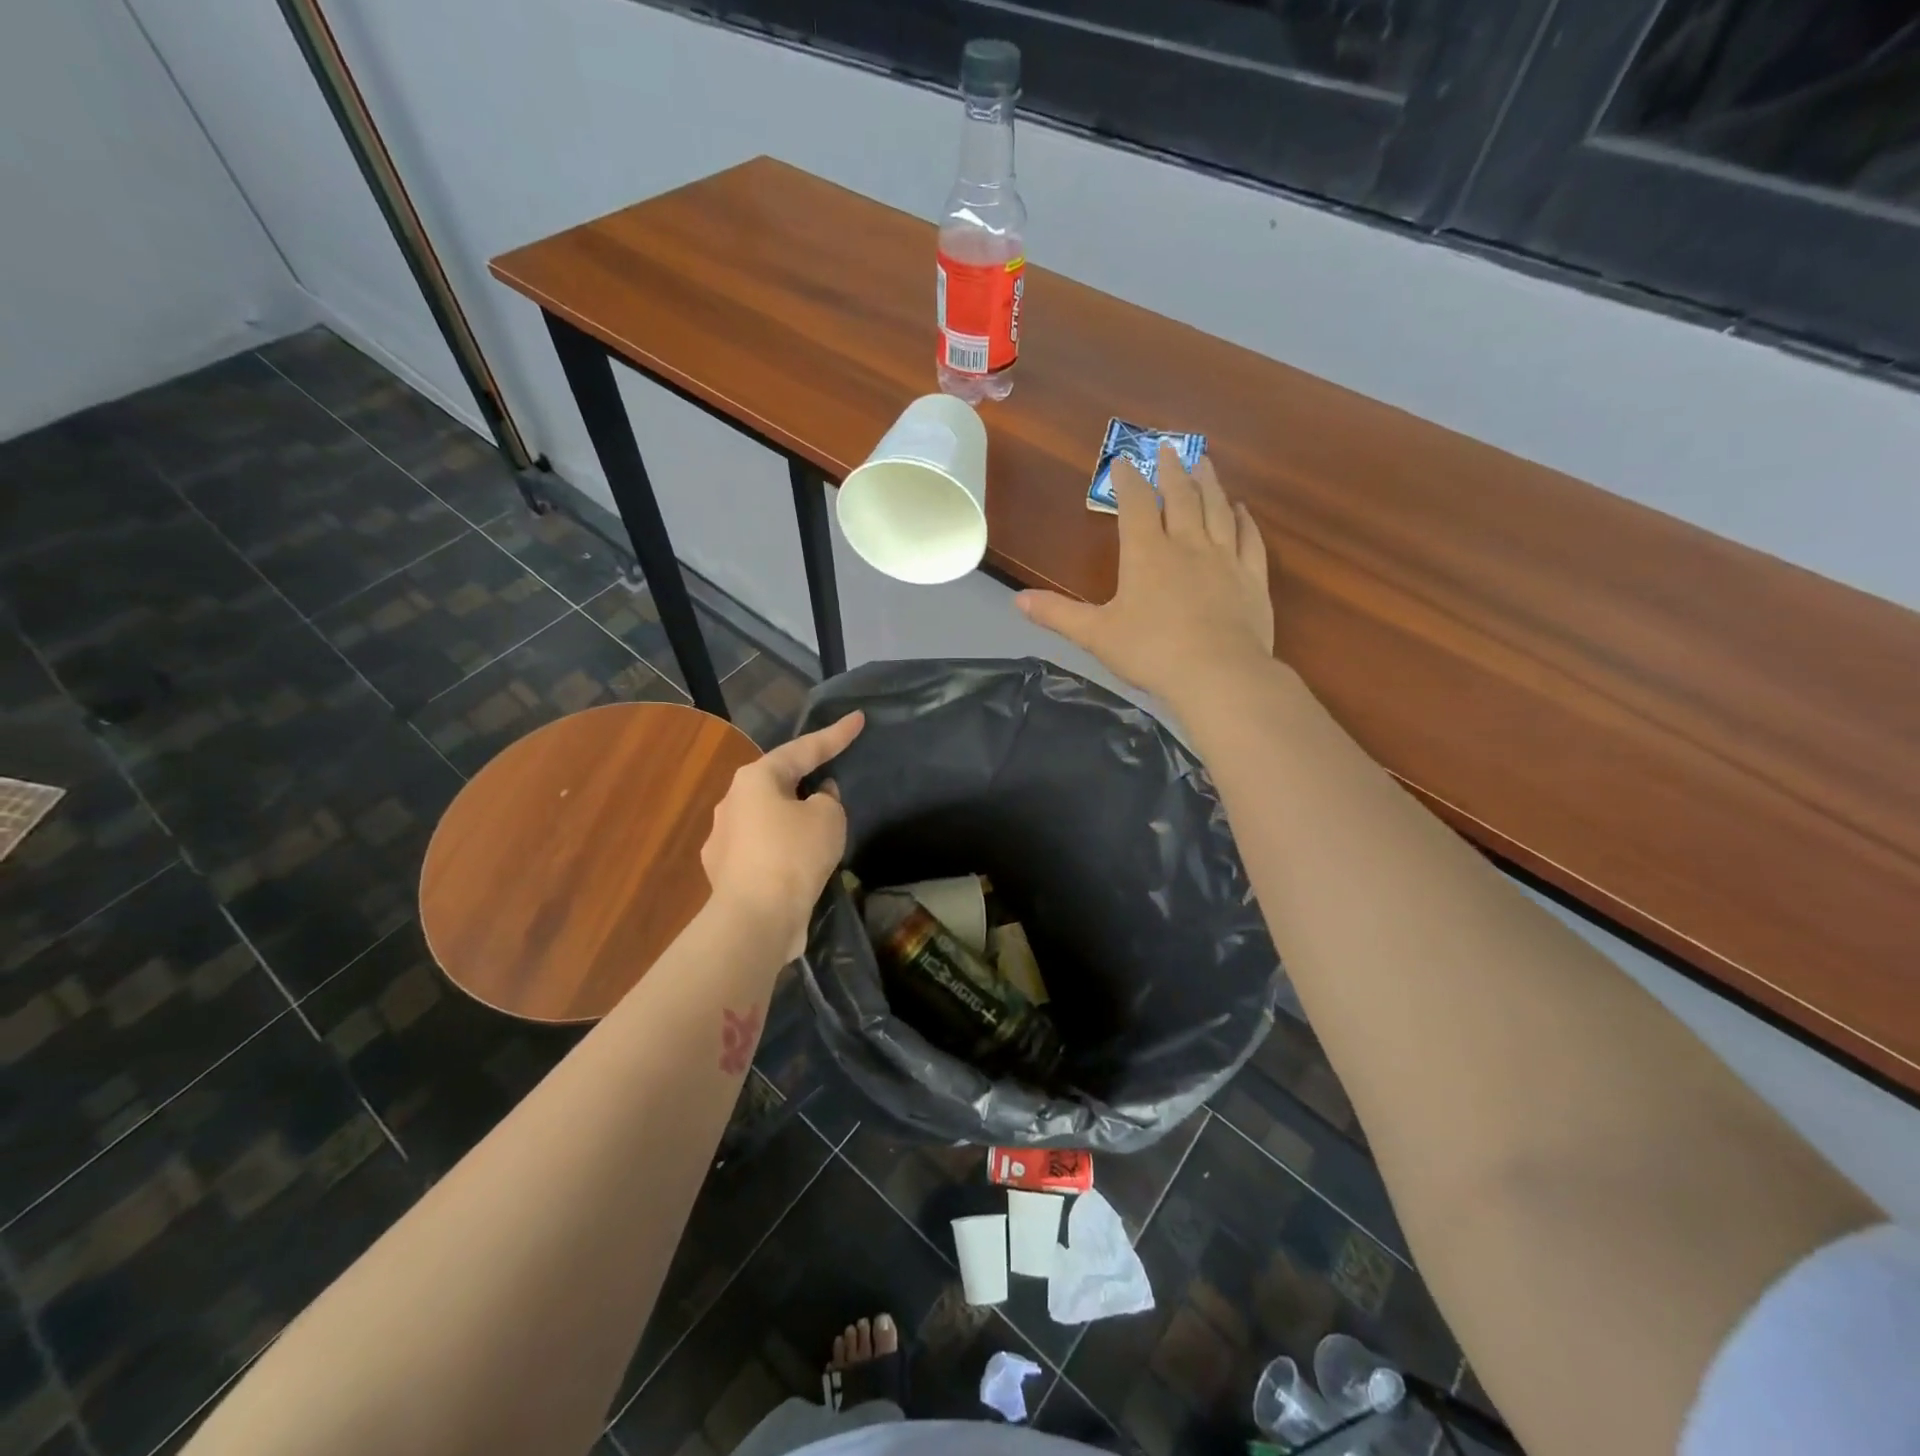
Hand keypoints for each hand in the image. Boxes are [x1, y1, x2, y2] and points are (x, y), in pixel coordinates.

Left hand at [701, 712, 864, 963]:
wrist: (755, 919)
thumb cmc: (794, 855)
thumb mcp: (829, 818)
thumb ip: (828, 799)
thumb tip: (815, 799)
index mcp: (756, 778)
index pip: (804, 749)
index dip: (836, 735)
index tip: (859, 718)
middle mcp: (731, 801)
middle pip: (779, 782)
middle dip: (807, 780)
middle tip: (834, 784)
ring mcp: (722, 837)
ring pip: (768, 817)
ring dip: (792, 819)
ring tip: (819, 833)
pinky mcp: (723, 872)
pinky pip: (761, 848)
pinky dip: (782, 849)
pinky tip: (798, 865)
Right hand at [1017, 444, 1272, 707]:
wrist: (1218, 675)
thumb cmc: (1151, 653)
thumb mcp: (1095, 635)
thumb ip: (1058, 614)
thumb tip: (1018, 600)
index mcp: (1146, 553)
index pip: (1135, 504)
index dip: (1127, 480)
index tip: (1123, 461)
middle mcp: (1187, 544)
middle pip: (1181, 496)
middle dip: (1172, 469)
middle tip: (1169, 447)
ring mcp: (1224, 559)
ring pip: (1218, 509)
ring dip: (1209, 483)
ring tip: (1204, 463)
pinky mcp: (1252, 579)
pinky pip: (1249, 539)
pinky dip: (1245, 520)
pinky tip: (1242, 510)